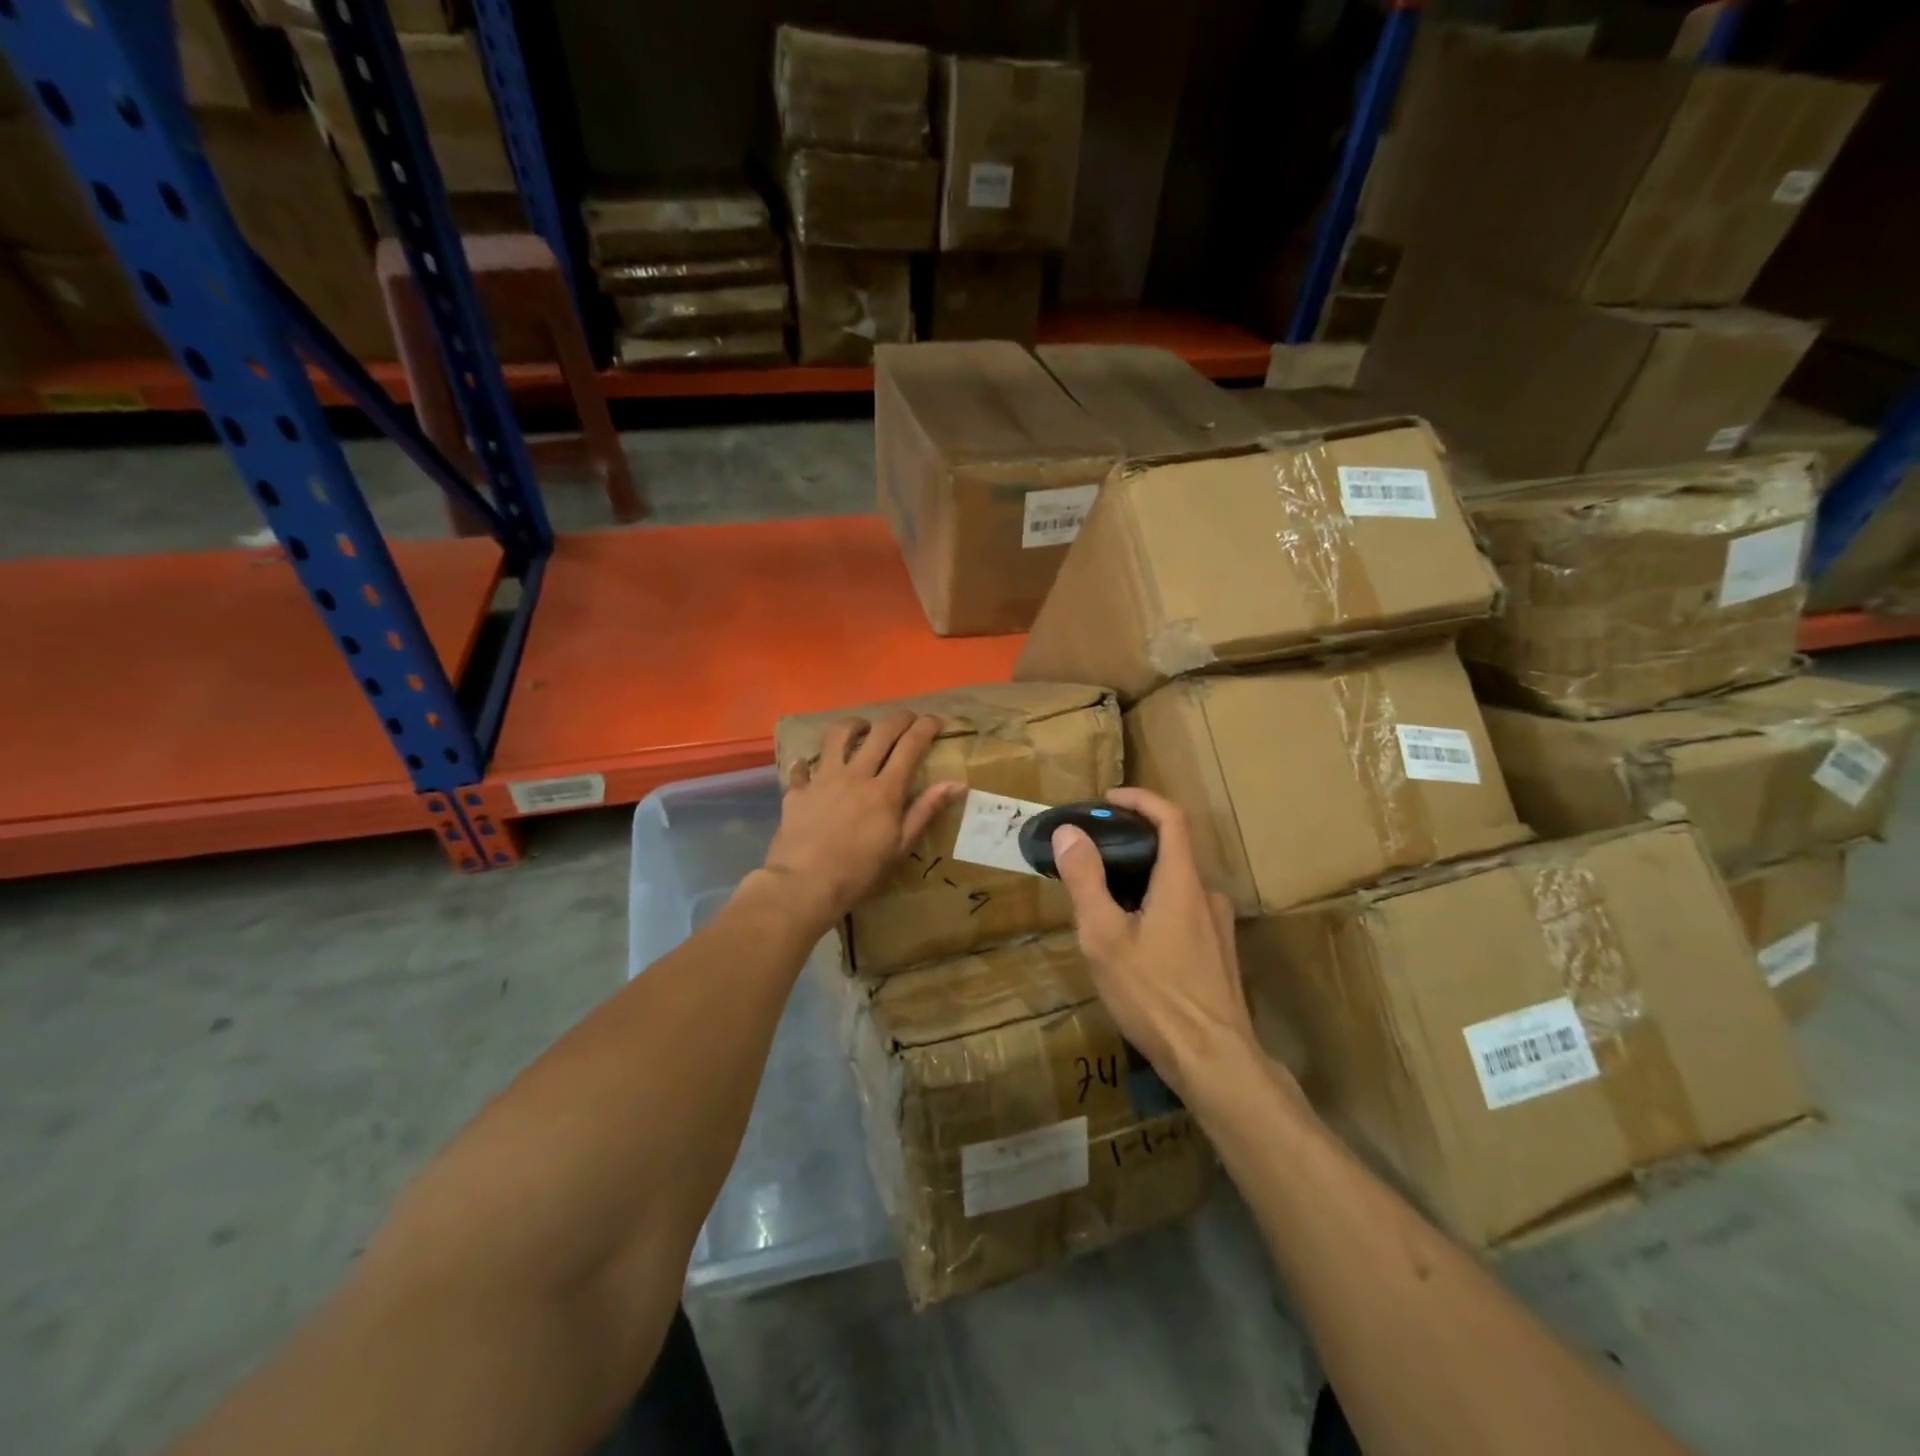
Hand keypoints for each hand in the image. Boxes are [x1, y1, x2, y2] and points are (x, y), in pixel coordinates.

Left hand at [762, 712, 963, 931]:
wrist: (804, 885)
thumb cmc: (859, 872)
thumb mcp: (900, 846)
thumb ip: (925, 810)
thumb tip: (958, 784)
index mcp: (885, 790)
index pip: (910, 746)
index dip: (925, 728)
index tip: (936, 720)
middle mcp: (855, 775)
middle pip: (880, 733)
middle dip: (898, 719)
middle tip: (908, 719)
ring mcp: (823, 779)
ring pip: (838, 736)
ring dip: (853, 726)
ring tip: (861, 728)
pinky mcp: (797, 791)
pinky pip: (802, 767)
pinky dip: (808, 764)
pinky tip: (810, 767)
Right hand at [1051, 788, 1260, 1097]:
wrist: (1213, 1060)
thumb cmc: (1154, 994)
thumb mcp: (1104, 936)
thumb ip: (1086, 880)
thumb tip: (1069, 833)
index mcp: (1182, 881)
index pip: (1171, 816)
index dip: (1141, 799)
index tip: (1108, 799)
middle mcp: (1207, 895)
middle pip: (1171, 850)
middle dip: (1130, 843)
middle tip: (1090, 856)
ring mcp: (1218, 927)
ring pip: (1175, 885)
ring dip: (1141, 879)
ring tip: (1102, 901)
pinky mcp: (1219, 954)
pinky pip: (1183, 911)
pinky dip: (1155, 905)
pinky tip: (1131, 940)